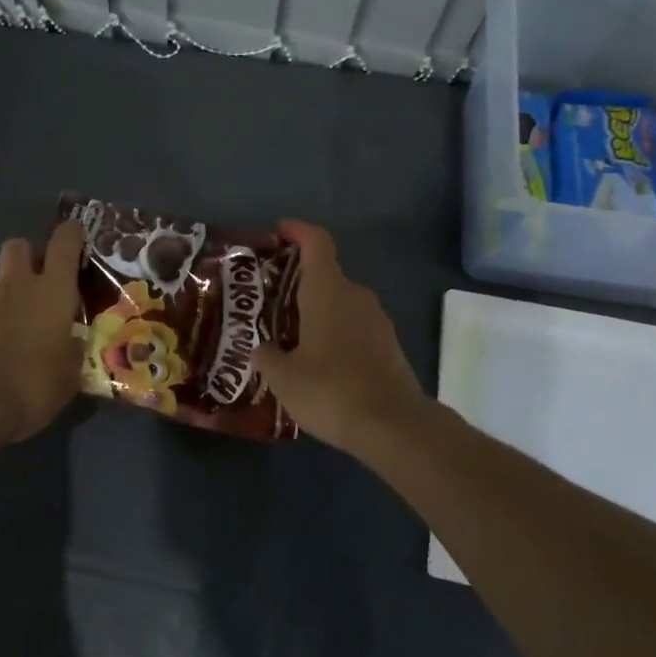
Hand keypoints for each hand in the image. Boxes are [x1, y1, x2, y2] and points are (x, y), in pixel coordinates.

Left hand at [0, 220, 85, 442]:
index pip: (64, 242)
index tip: (77, 239)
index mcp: (53, 290)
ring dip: (8, 292)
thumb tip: (74, 342)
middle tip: (41, 282)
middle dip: (29, 256)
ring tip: (18, 325)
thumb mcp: (69, 375)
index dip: (72, 234)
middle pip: (19, 246)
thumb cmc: (31, 384)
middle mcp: (17, 285)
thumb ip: (73, 350)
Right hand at [255, 220, 432, 451]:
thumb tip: (262, 348)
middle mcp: (355, 295)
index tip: (279, 231)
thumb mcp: (283, 377)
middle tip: (271, 302)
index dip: (298, 231)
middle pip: (326, 274)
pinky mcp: (389, 344)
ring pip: (341, 303)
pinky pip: (355, 327)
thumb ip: (267, 356)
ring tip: (291, 338)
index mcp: (328, 291)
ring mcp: (377, 320)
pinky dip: (336, 333)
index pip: (316, 242)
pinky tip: (320, 363)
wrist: (393, 425)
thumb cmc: (331, 389)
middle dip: (299, 283)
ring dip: (318, 312)